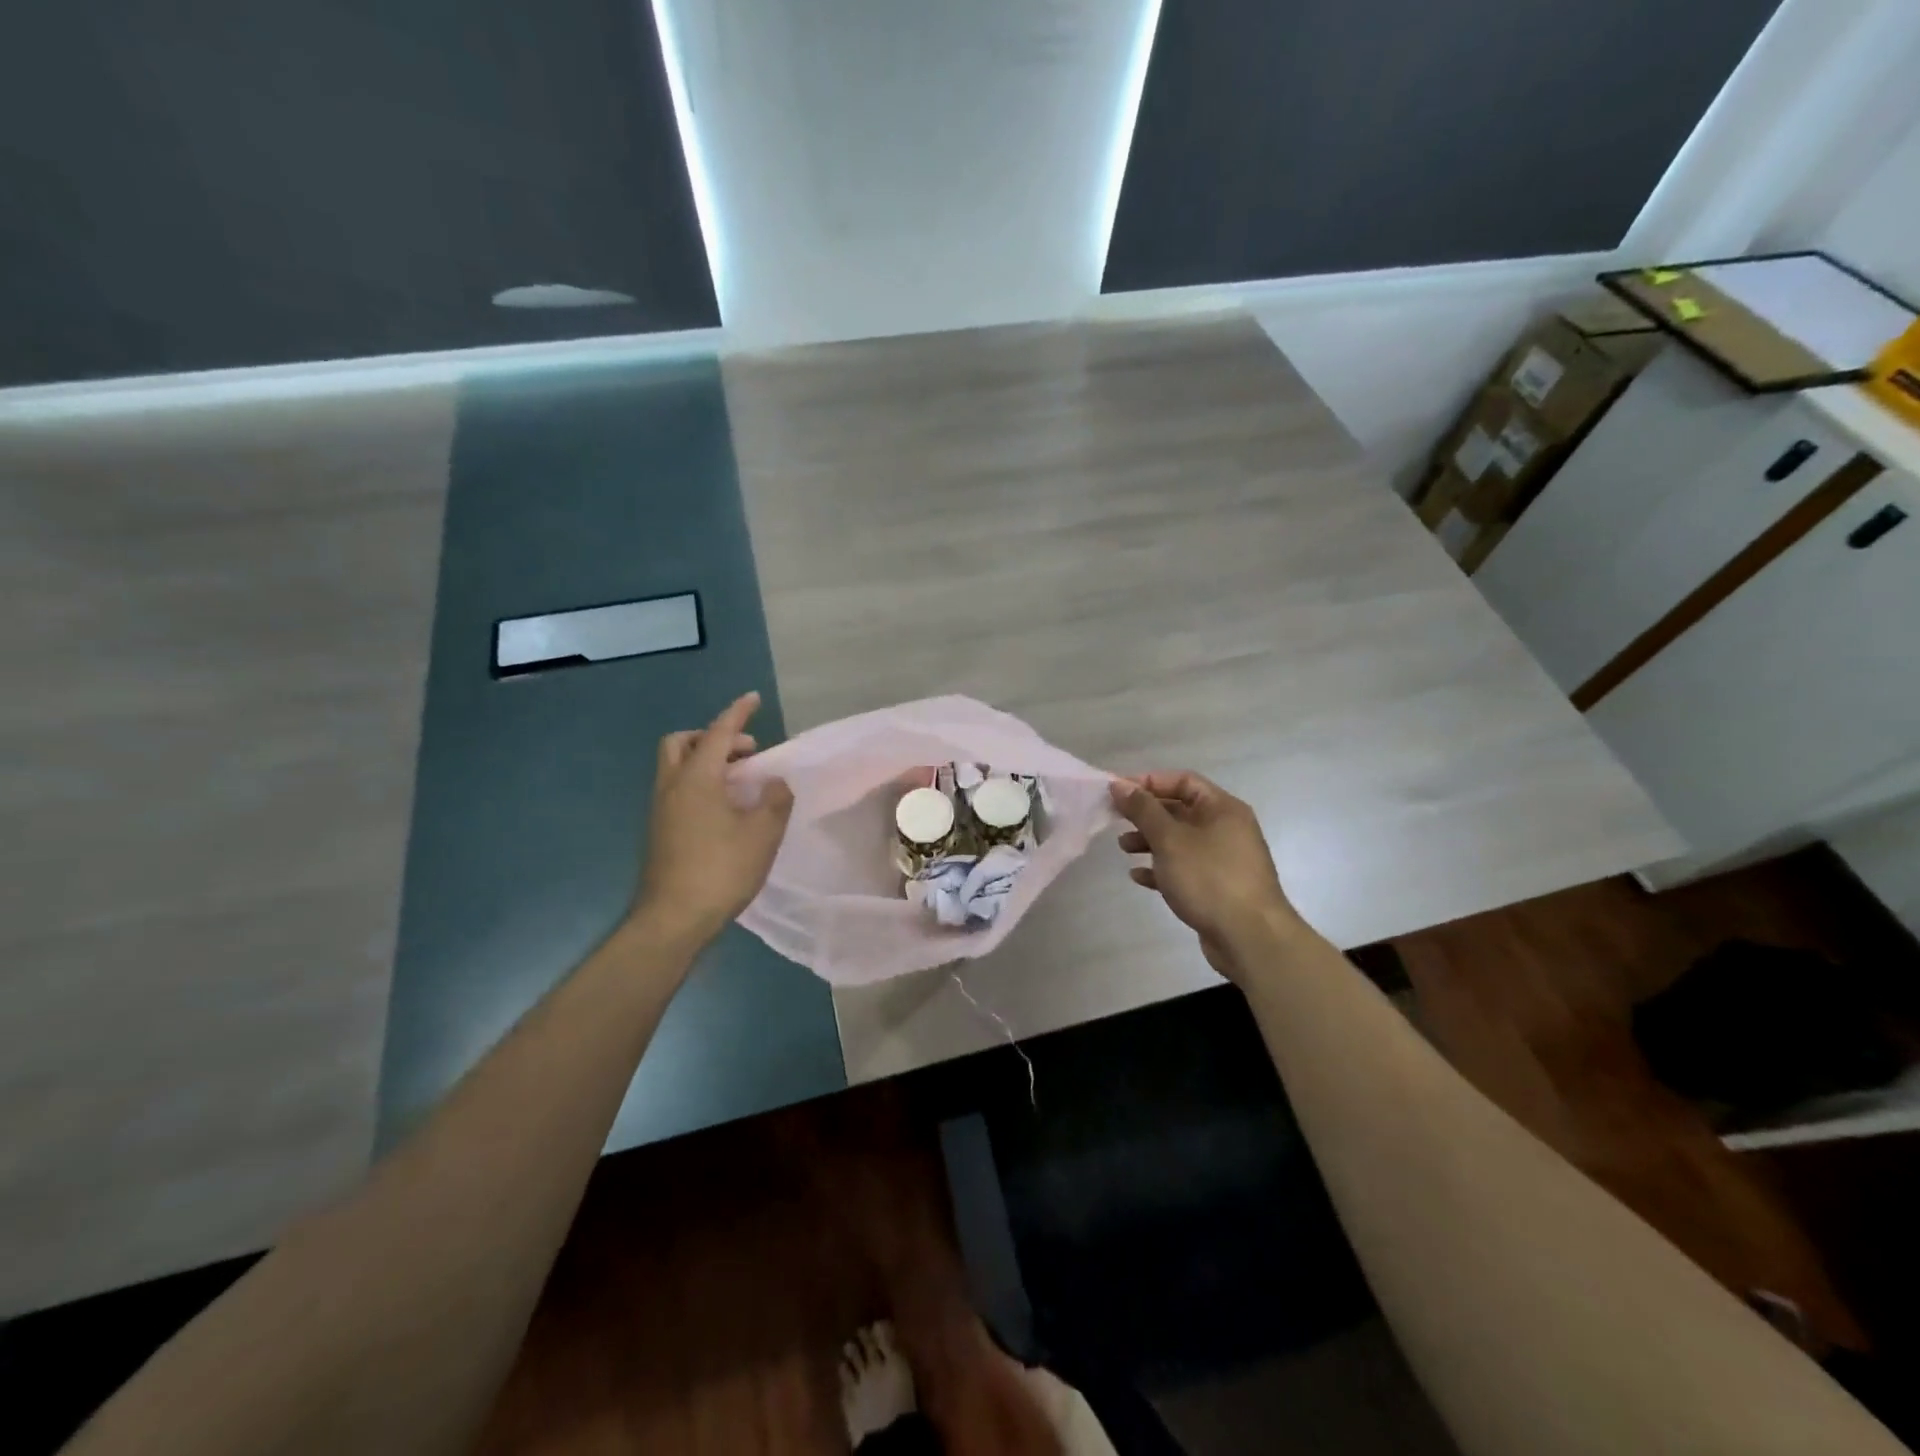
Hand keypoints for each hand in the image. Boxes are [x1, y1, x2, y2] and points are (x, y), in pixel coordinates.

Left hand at [635, 691, 793, 943]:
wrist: (673, 918)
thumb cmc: (721, 870)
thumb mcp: (762, 834)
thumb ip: (775, 801)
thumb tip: (776, 782)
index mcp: (697, 779)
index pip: (718, 733)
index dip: (737, 713)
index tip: (753, 698)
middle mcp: (672, 786)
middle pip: (682, 743)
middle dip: (713, 737)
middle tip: (746, 753)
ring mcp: (661, 809)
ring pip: (677, 767)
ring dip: (706, 761)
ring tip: (741, 782)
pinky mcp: (659, 830)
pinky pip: (678, 789)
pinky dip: (699, 783)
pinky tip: (724, 809)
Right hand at [1111, 771, 1306, 981]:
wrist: (1250, 938)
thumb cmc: (1209, 878)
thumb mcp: (1170, 839)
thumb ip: (1143, 810)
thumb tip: (1119, 785)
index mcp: (1222, 808)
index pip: (1183, 781)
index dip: (1149, 782)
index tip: (1118, 792)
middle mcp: (1226, 828)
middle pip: (1180, 810)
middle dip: (1146, 813)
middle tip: (1114, 818)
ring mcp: (1223, 859)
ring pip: (1180, 840)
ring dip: (1149, 841)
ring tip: (1123, 848)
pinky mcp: (1217, 887)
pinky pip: (1184, 868)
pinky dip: (1160, 868)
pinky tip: (1138, 876)